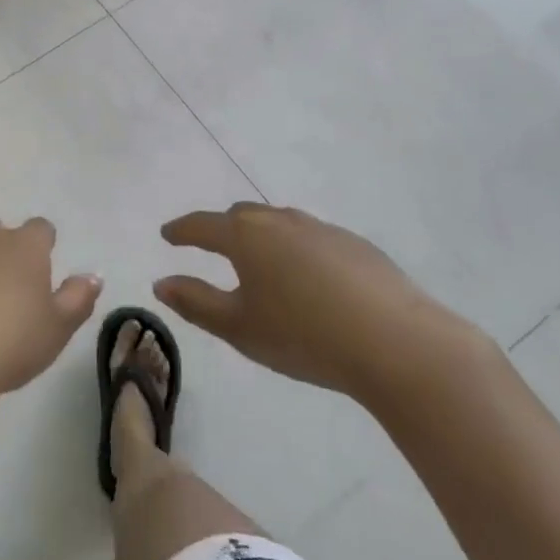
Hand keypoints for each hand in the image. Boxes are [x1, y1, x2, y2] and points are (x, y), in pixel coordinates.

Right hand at [155, 202, 471, 403]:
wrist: (398, 343)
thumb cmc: (304, 335)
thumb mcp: (239, 328)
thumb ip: (196, 302)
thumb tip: (161, 282)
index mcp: (246, 236)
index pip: (202, 225)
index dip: (181, 230)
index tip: (167, 235)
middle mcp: (280, 221)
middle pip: (241, 216)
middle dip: (221, 228)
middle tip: (211, 246)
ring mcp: (322, 229)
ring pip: (280, 224)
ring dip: (262, 237)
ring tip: (260, 263)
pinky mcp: (357, 245)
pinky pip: (312, 239)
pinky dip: (297, 251)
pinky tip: (310, 280)